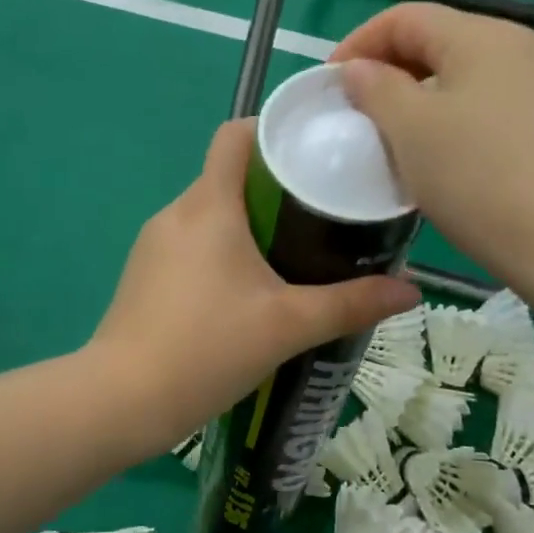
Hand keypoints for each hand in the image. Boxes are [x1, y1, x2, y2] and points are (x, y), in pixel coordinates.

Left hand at [89, 120, 418, 454]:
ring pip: (210, 213)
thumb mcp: (288, 325)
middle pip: (229, 175)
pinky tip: (249, 288)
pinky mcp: (144, 274)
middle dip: (275, 186)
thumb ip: (351, 304)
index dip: (273, 131)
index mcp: (209, 205)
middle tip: (323, 212)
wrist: (122, 401)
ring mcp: (154, 244)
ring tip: (294, 251)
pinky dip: (223, 249)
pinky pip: (192, 243)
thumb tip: (412, 291)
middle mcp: (176, 213)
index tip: (314, 152)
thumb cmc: (207, 349)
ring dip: (249, 222)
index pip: (235, 135)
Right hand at [331, 4, 533, 282]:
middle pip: (441, 41)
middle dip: (392, 69)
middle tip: (360, 111)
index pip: (407, 17)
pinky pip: (495, 104)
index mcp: (484, 36)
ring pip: (469, 75)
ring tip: (398, 135)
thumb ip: (377, 88)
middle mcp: (524, 46)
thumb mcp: (411, 130)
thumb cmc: (478, 178)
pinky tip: (448, 155)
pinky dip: (459, 117)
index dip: (360, 43)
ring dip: (424, 96)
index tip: (331, 84)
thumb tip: (360, 70)